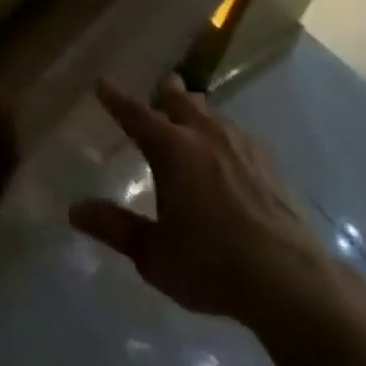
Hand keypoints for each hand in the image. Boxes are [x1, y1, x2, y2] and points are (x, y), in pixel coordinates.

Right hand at [70, 76, 344, 339]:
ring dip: (196, 111)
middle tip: (157, 90)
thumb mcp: (154, 254)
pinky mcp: (269, 166)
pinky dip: (224, 135)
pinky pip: (238, 135)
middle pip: (180, 98)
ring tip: (191, 118)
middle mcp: (204, 135)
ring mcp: (241, 146)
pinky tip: (230, 154)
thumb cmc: (212, 265)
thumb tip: (74, 210)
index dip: (116, 98)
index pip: (135, 113)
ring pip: (212, 113)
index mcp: (172, 148)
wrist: (291, 282)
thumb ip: (116, 228)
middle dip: (165, 92)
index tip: (102, 83)